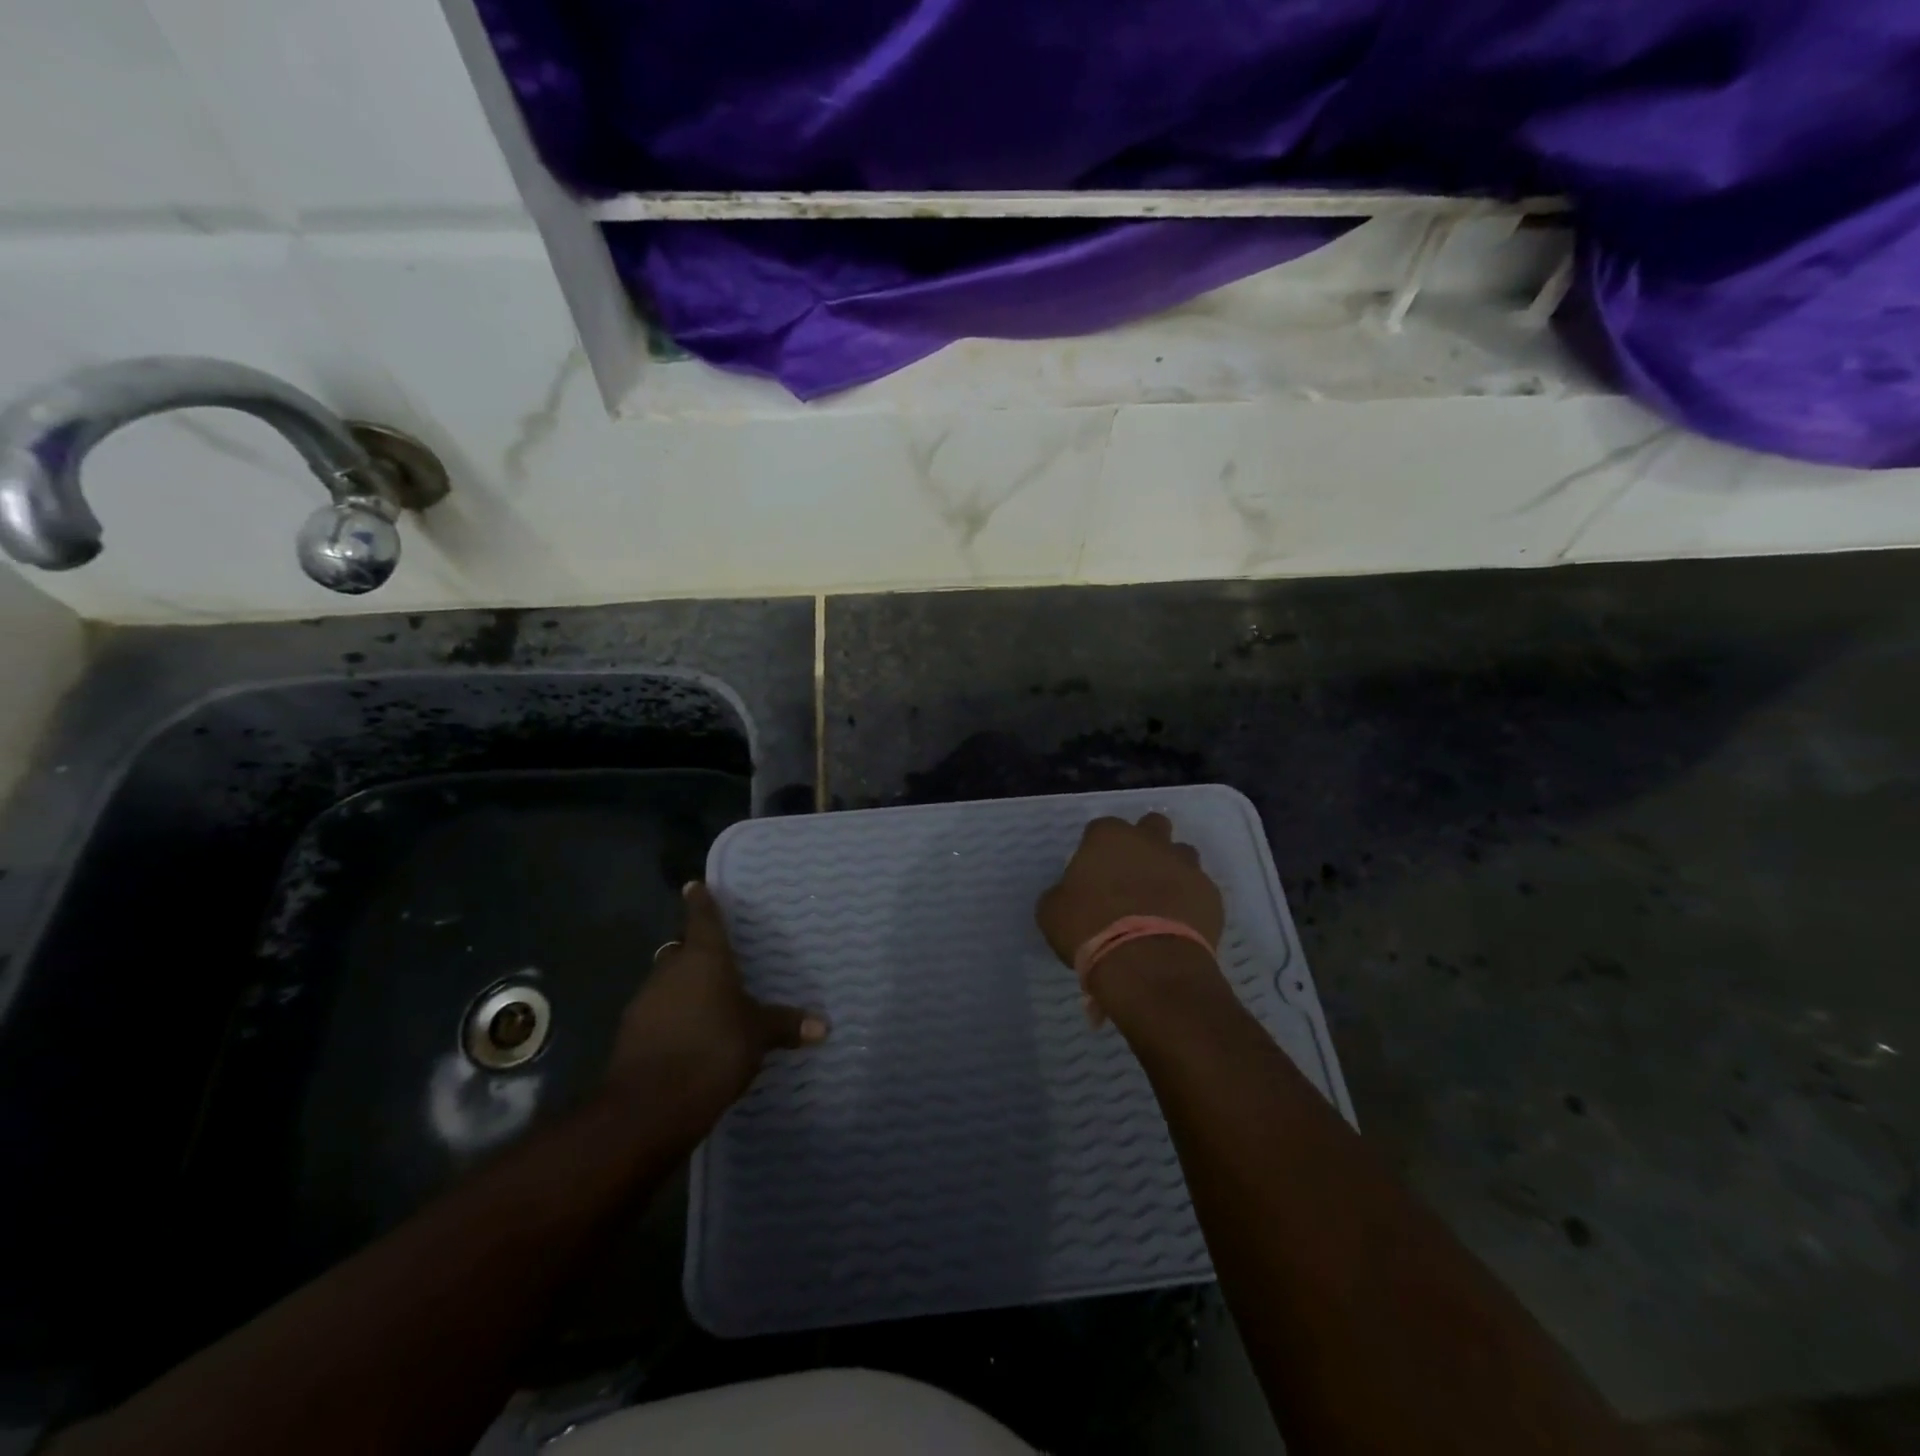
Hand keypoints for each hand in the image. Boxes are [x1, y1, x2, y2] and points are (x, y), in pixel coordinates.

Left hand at [609, 881, 826, 1125]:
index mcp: (703, 958)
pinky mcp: (631, 1035)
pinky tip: (690, 1036)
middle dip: (694, 951)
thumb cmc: (712, 1050)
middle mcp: (670, 971)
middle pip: (681, 950)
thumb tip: (824, 1025)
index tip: (695, 885)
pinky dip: (672, 1018)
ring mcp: (645, 1002)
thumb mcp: (758, 1036)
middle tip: (717, 956)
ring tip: (709, 1001)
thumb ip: (785, 1025)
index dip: (700, 901)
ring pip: (666, 982)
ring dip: (683, 987)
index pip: (702, 918)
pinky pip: (657, 1014)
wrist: (649, 1107)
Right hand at [1037, 813, 1226, 1012]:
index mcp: (1109, 837)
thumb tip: (1068, 895)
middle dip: (1144, 843)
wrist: (1148, 964)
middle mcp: (1150, 841)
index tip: (1093, 873)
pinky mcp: (1211, 894)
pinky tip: (1178, 924)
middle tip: (1131, 876)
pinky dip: (1190, 901)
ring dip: (1171, 869)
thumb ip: (1062, 893)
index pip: (1101, 828)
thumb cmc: (1091, 929)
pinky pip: (1199, 890)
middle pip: (1152, 826)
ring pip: (1182, 853)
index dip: (1096, 850)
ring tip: (1158, 902)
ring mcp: (1186, 865)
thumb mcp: (1053, 912)